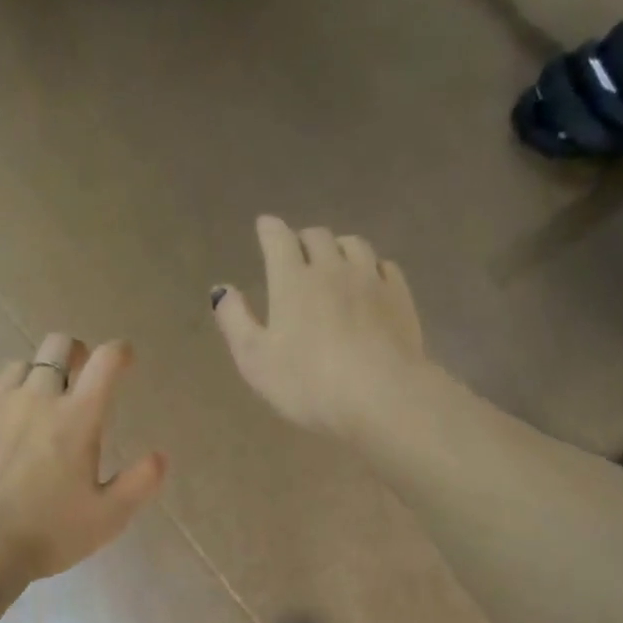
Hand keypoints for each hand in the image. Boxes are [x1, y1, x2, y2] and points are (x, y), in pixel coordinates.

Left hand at [0, 334, 167, 582]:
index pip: (105, 362)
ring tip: (35, 399)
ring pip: (17, 365)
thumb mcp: (108, 517)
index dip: (118, 352)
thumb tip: (160, 456)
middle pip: (57, 347)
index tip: (123, 357)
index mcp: (78, 417)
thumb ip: (139, 483)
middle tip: (77, 372)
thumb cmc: (47, 533)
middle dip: (73, 352)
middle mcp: (37, 398)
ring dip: (33, 375)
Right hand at [212, 216, 428, 437]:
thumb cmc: (308, 383)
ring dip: (338, 247)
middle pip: (318, 237)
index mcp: (292, 280)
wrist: (380, 396)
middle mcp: (332, 269)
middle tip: (296, 252)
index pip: (278, 239)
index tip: (265, 225)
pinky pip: (385, 266)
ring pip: (354, 245)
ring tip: (333, 261)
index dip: (269, 229)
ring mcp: (371, 280)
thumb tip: (222, 289)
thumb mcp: (255, 359)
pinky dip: (371, 266)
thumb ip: (235, 320)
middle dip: (303, 239)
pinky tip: (369, 280)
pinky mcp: (400, 297)